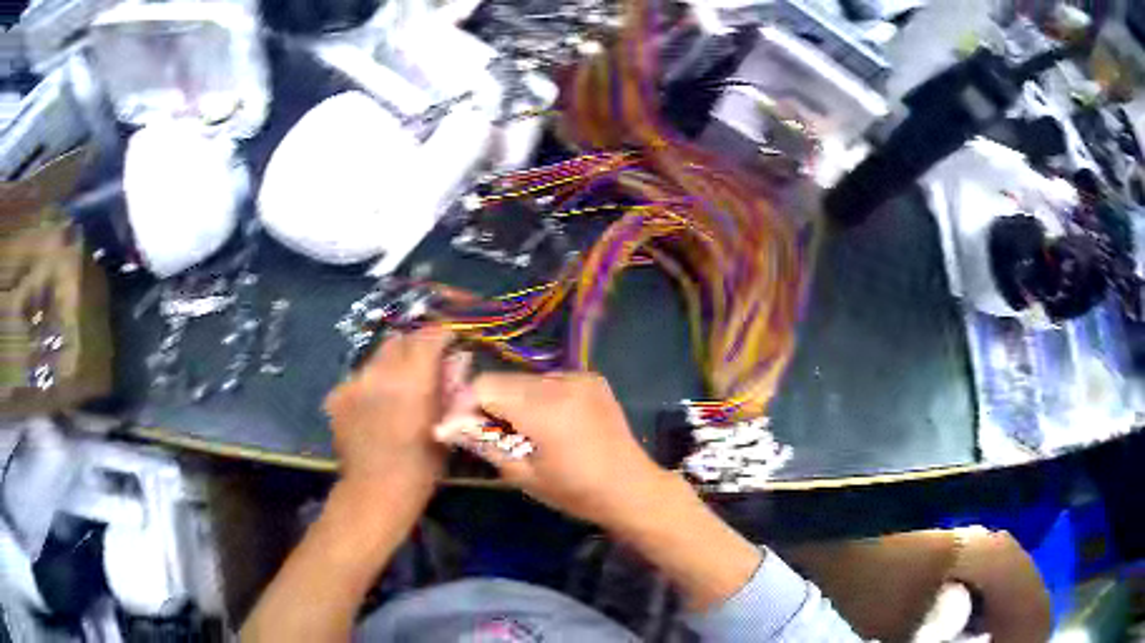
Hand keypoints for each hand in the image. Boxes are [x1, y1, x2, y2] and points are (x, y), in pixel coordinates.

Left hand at [323, 327, 452, 492]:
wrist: (374, 491)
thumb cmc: (420, 466)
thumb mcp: (445, 427)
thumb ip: (449, 390)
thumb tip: (455, 362)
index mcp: (413, 379)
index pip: (429, 336)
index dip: (441, 335)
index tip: (449, 343)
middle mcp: (380, 372)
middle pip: (400, 340)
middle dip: (415, 348)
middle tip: (423, 368)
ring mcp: (354, 382)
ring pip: (376, 358)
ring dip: (390, 366)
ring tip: (396, 390)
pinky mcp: (337, 394)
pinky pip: (358, 378)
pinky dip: (369, 385)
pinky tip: (374, 407)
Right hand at [438, 372, 671, 528]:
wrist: (631, 487)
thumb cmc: (575, 491)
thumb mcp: (523, 475)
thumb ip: (485, 444)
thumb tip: (451, 427)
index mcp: (543, 408)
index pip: (485, 386)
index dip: (465, 404)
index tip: (458, 426)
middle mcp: (560, 382)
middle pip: (504, 380)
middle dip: (488, 402)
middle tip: (485, 430)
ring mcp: (580, 377)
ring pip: (526, 379)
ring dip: (514, 399)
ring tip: (520, 429)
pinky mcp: (592, 379)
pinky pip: (550, 381)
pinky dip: (539, 397)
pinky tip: (548, 422)